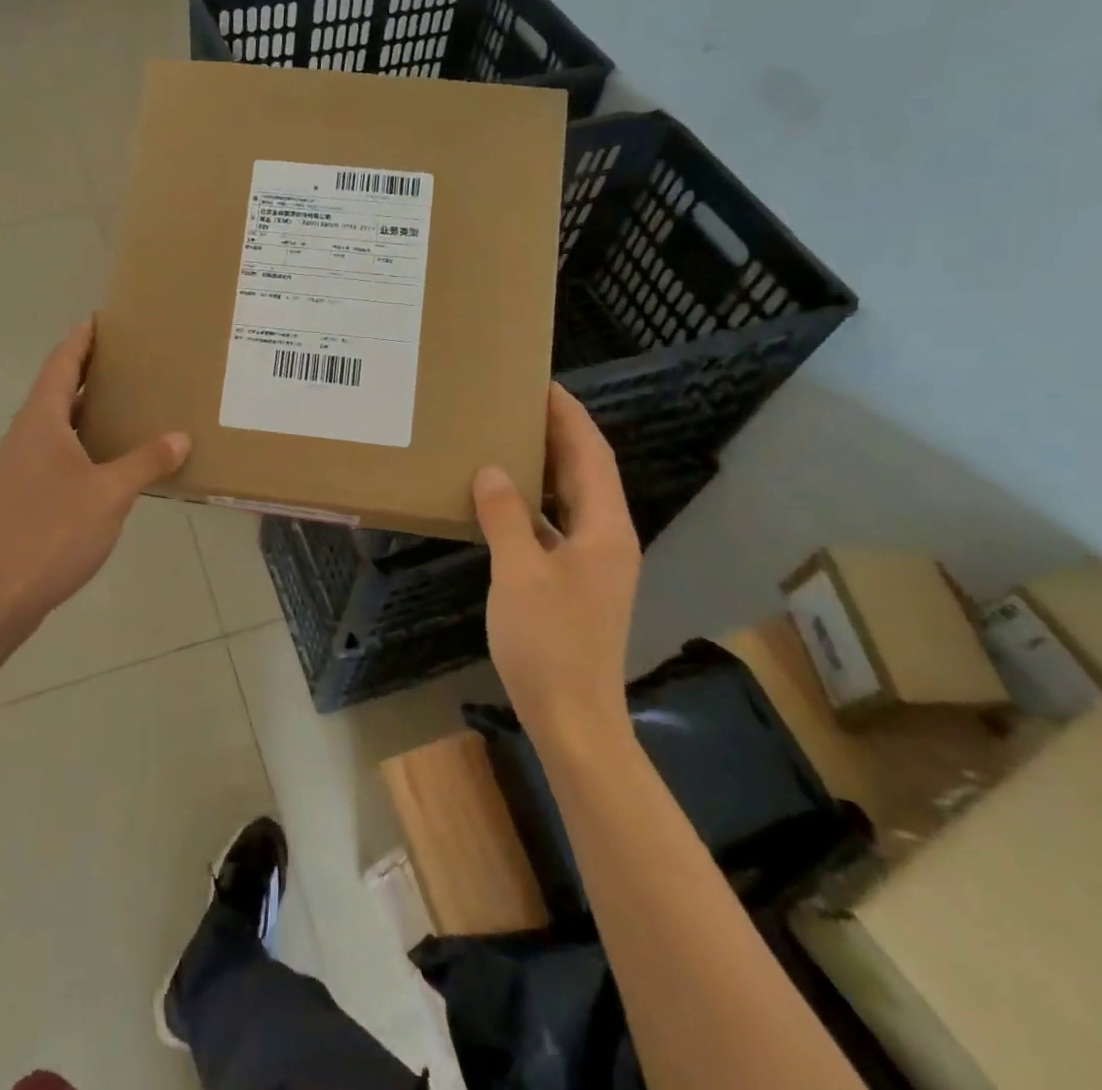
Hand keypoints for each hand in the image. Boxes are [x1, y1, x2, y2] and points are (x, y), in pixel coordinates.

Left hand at [0, 317, 190, 634]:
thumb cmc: (51, 533)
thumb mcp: (109, 494)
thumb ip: (146, 462)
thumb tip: (180, 436)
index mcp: (40, 422)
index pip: (60, 364)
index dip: (81, 339)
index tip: (102, 318)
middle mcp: (26, 436)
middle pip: (56, 388)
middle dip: (88, 369)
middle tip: (129, 357)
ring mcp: (22, 466)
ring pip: (57, 422)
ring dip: (87, 407)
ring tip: (127, 401)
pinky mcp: (25, 493)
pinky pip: (58, 450)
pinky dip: (84, 440)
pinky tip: (111, 457)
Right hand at [472, 384, 641, 738]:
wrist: (574, 718)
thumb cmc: (549, 643)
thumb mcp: (519, 574)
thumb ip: (505, 516)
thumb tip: (492, 471)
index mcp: (605, 529)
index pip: (591, 454)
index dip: (569, 416)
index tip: (543, 384)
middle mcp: (609, 538)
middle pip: (587, 471)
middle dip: (559, 434)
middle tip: (518, 404)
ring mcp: (596, 562)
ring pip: (573, 499)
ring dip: (548, 467)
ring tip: (510, 440)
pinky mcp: (579, 582)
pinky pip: (559, 525)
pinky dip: (537, 503)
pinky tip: (506, 501)